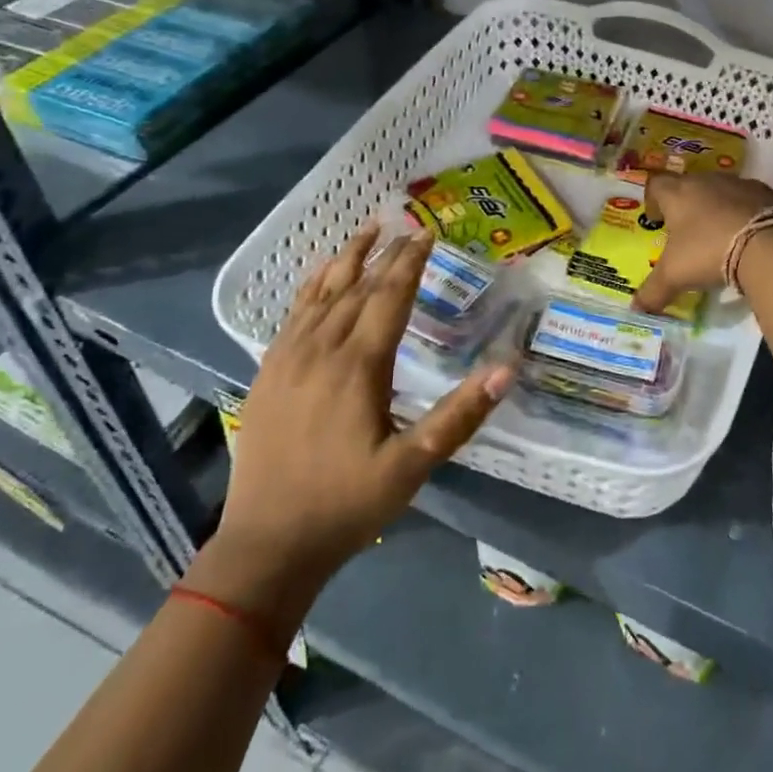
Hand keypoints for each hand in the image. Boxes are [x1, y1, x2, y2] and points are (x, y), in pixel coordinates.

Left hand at [191, 227, 513, 631]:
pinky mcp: (267, 375)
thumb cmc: (346, 505)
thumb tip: (506, 369)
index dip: (410, 262)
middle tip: (407, 225)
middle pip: (357, 288)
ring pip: (321, 294)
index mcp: (358, 367)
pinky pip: (292, 315)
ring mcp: (288, 360)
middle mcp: (321, 351)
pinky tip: (320, 274)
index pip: (389, 298)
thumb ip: (459, 416)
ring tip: (367, 229)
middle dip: (385, 253)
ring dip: (347, 259)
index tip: (427, 233)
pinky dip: (311, 286)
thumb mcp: (412, 467)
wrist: (265, 546)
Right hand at [630, 173, 772, 314]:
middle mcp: (706, 180)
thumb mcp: (675, 276)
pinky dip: (744, 213)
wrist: (768, 244)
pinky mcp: (767, 193)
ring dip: (717, 208)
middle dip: (686, 205)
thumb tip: (636, 308)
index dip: (653, 200)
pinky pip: (749, 200)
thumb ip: (653, 291)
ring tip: (719, 235)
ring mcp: (739, 183)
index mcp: (678, 193)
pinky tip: (748, 236)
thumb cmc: (708, 251)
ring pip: (720, 191)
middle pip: (689, 185)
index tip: (656, 219)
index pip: (656, 184)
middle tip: (687, 232)